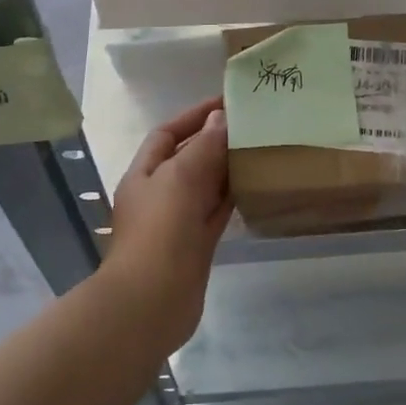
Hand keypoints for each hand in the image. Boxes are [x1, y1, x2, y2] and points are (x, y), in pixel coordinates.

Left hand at [104, 98, 231, 348]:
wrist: (151, 302)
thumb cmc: (160, 230)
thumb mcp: (180, 177)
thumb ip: (204, 146)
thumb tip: (220, 118)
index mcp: (145, 173)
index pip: (168, 133)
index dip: (194, 115)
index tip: (227, 102)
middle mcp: (160, 193)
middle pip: (189, 157)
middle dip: (215, 140)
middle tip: (253, 125)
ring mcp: (178, 221)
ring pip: (207, 185)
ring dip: (228, 168)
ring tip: (261, 149)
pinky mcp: (197, 244)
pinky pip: (218, 212)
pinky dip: (233, 197)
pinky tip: (256, 185)